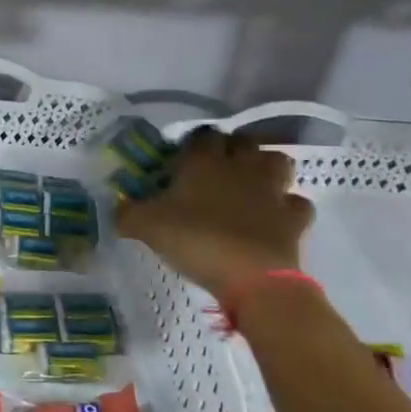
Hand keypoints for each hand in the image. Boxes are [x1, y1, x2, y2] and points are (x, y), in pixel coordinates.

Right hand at [116, 127, 314, 300]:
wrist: (252, 277)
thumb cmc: (196, 240)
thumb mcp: (146, 227)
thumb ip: (126, 214)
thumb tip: (113, 210)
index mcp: (203, 161)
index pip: (202, 135)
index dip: (195, 143)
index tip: (184, 159)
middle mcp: (240, 165)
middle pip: (243, 141)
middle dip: (234, 150)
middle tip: (218, 171)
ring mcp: (272, 189)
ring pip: (277, 162)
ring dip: (267, 169)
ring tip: (253, 186)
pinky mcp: (294, 216)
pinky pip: (296, 203)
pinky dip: (288, 208)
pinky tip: (276, 219)